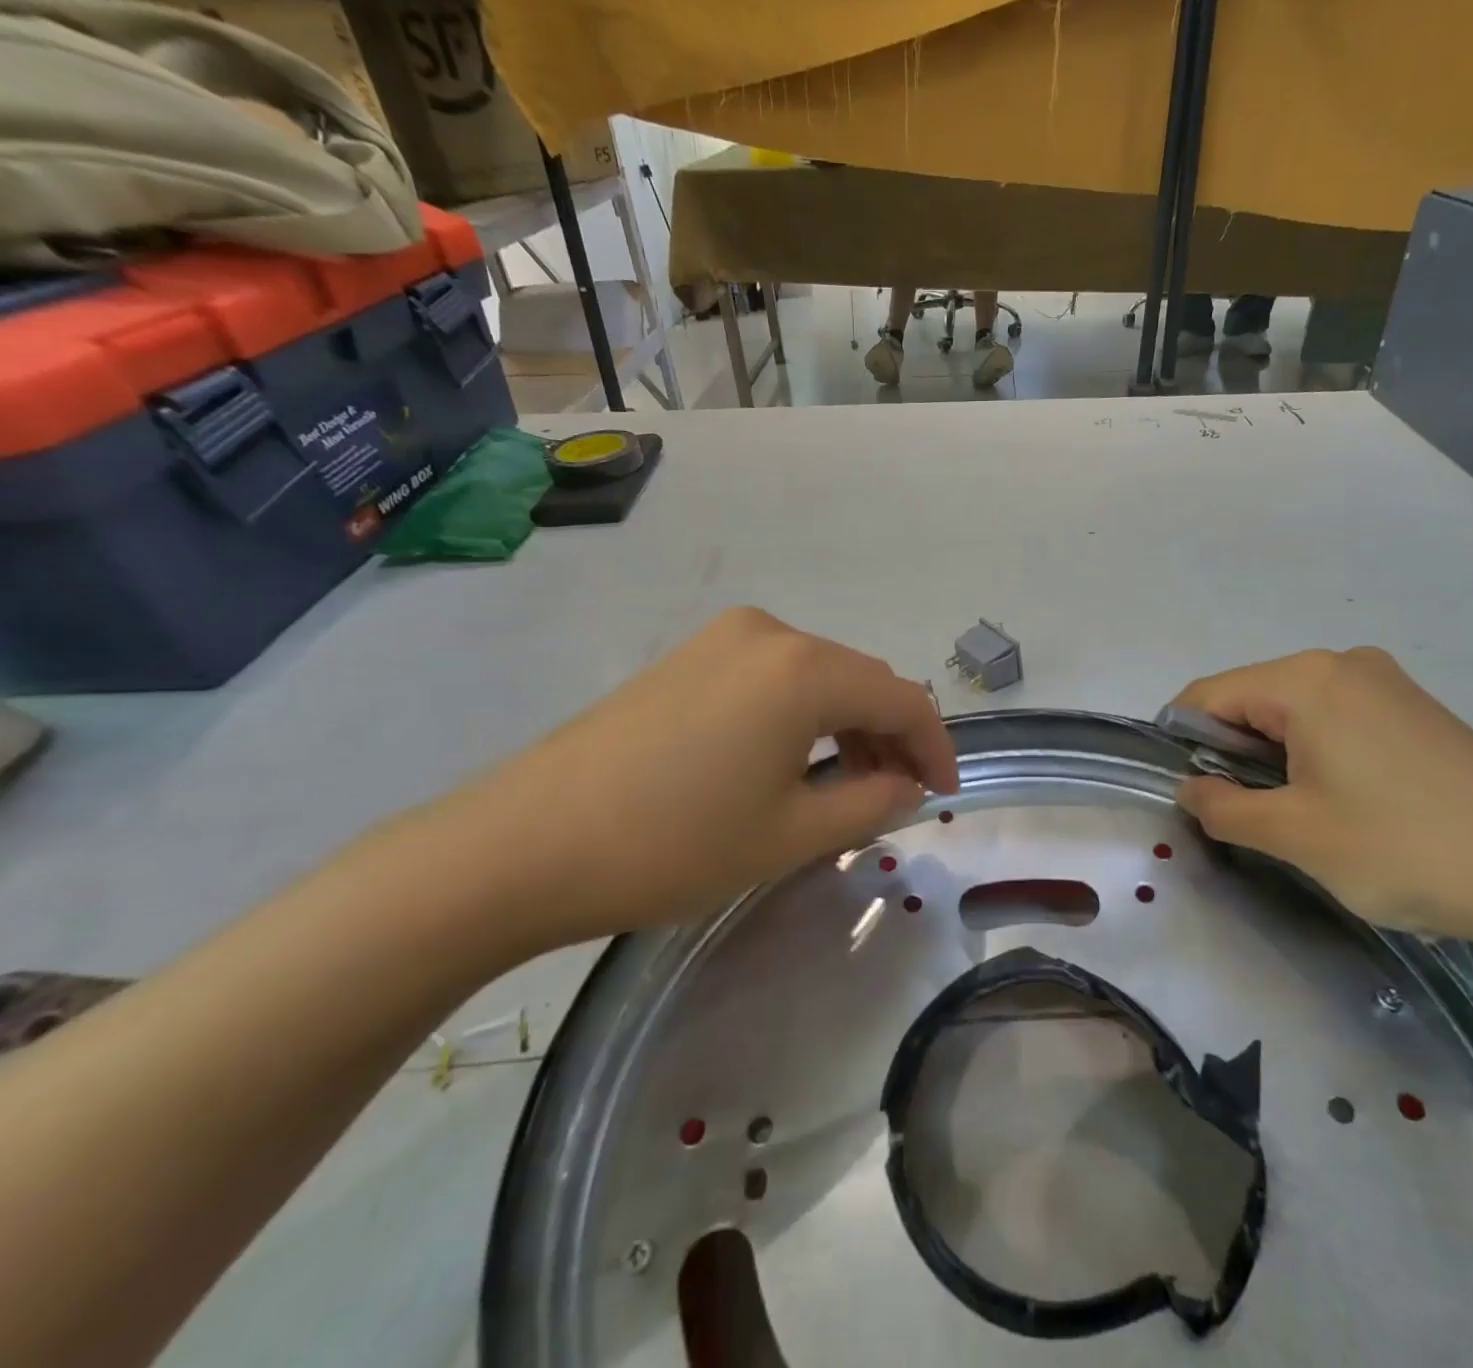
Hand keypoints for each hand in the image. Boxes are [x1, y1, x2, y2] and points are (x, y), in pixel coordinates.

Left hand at [420, 609, 958, 949]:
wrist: (523, 843)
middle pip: (861, 680)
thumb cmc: (673, 843)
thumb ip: (870, 803)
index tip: (945, 794)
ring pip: (818, 676)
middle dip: (892, 736)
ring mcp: (722, 639)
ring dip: (848, 725)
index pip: (902, 698)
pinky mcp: (688, 657)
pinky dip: (803, 714)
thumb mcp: (790, 835)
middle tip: (898, 796)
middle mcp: (770, 633)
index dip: (935, 747)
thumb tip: (905, 785)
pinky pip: (774, 677)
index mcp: (805, 669)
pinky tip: (792, 759)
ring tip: (849, 785)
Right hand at [1172, 647, 1472, 944]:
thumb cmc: (1404, 849)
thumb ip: (1222, 806)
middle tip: (1245, 816)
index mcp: (1305, 679)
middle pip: (1251, 700)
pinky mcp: (1416, 710)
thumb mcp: (1294, 835)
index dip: (1183, 743)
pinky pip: (1336, 720)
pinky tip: (1343, 803)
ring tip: (1298, 816)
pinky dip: (1315, 755)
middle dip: (1232, 754)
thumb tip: (1190, 790)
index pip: (1208, 695)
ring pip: (1293, 713)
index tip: (1186, 794)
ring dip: (1274, 758)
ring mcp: (1386, 684)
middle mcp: (1343, 665)